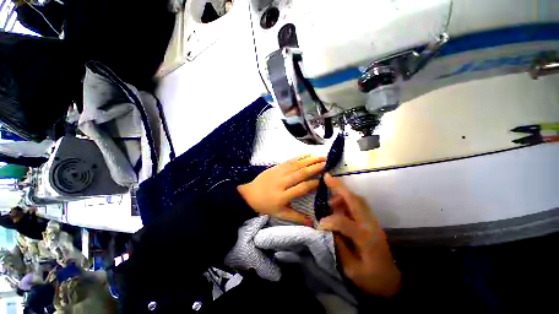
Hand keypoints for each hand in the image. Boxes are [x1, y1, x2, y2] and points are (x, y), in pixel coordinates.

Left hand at [238, 155, 325, 223]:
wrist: (250, 195)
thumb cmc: (266, 205)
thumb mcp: (280, 214)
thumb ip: (296, 217)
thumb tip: (313, 223)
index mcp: (283, 196)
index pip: (301, 188)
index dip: (314, 183)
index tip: (324, 179)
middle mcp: (282, 182)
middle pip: (300, 173)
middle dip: (315, 168)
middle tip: (327, 163)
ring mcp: (279, 172)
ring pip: (296, 165)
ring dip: (310, 160)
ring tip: (321, 157)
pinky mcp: (276, 167)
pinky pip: (289, 160)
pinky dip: (299, 157)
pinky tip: (308, 154)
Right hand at [318, 174, 400, 297]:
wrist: (392, 282)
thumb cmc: (372, 280)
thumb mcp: (351, 270)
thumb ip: (338, 246)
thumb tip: (327, 229)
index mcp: (366, 238)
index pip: (343, 221)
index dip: (328, 221)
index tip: (318, 226)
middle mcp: (371, 225)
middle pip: (355, 200)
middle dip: (339, 187)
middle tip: (327, 177)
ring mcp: (373, 221)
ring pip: (358, 199)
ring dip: (343, 194)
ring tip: (330, 199)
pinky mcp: (372, 222)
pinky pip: (360, 204)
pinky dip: (348, 199)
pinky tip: (339, 204)